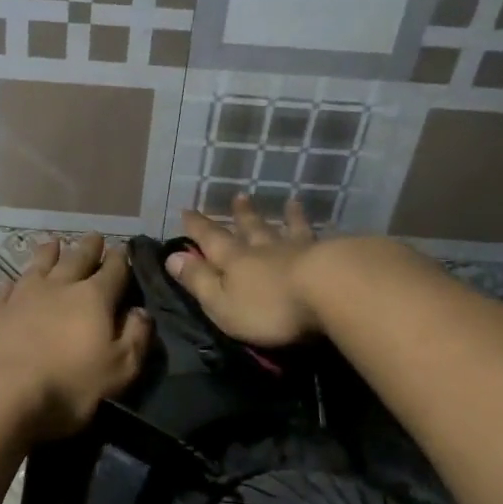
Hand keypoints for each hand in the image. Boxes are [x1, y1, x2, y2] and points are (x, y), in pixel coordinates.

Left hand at [0, 235, 151, 441]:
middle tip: (94, 235)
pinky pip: (6, 287)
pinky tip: (11, 279)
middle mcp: (59, 287)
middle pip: (76, 259)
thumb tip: (142, 312)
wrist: (1, 391)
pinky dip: (12, 281)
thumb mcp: (119, 369)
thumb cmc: (69, 384)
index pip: (113, 270)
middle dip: (88, 247)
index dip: (120, 258)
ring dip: (49, 252)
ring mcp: (23, 295)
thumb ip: (135, 337)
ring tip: (54, 242)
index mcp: (93, 298)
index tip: (122, 248)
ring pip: (39, 265)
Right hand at [168, 196, 323, 347]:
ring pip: (288, 229)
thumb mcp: (221, 302)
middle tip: (239, 197)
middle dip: (242, 215)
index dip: (197, 227)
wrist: (329, 292)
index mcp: (234, 260)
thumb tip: (172, 257)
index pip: (210, 239)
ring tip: (290, 202)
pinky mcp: (330, 258)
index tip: (188, 210)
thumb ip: (198, 280)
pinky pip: (318, 239)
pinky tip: (325, 227)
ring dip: (286, 217)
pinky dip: (316, 229)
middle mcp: (264, 249)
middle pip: (251, 228)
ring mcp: (299, 250)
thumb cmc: (268, 307)